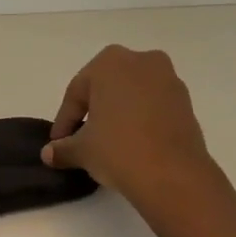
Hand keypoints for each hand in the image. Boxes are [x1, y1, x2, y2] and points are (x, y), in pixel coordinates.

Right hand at [42, 46, 213, 200]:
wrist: (173, 175)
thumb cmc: (118, 150)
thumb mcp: (82, 150)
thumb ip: (62, 148)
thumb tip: (49, 154)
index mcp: (110, 62)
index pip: (77, 92)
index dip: (65, 121)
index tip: (58, 144)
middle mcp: (142, 61)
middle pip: (106, 88)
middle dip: (92, 112)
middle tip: (80, 139)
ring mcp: (169, 80)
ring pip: (132, 96)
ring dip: (117, 116)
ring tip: (107, 145)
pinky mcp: (187, 102)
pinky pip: (153, 107)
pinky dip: (140, 121)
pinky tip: (132, 145)